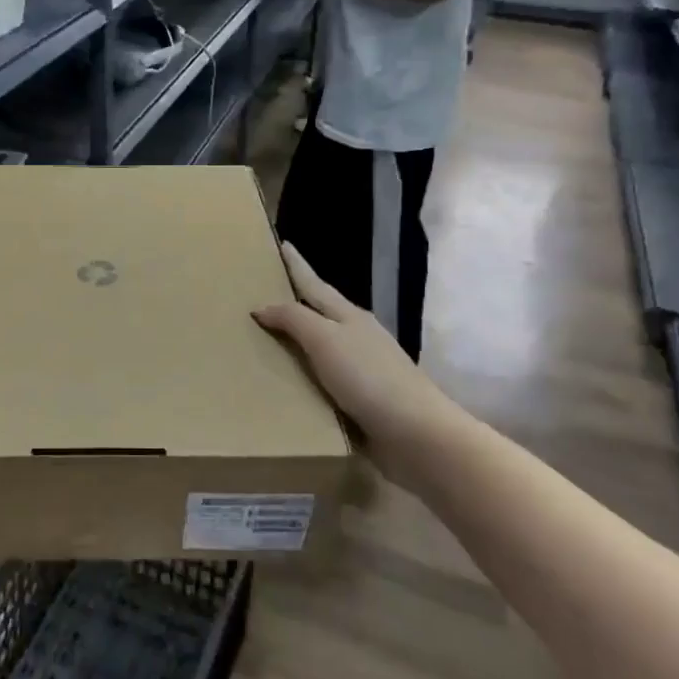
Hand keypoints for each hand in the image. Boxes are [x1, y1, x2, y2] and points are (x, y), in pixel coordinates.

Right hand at [252, 242, 467, 470]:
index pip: (314, 284)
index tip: (283, 244)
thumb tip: (262, 306)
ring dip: (298, 340)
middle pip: (321, 312)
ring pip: (323, 346)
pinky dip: (305, 375)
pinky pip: (323, 380)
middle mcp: (356, 337)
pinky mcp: (362, 400)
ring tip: (268, 339)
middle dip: (297, 300)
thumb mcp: (325, 340)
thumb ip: (294, 319)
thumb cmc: (368, 377)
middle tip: (266, 292)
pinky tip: (290, 383)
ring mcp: (362, 369)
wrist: (416, 434)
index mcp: (348, 316)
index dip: (297, 265)